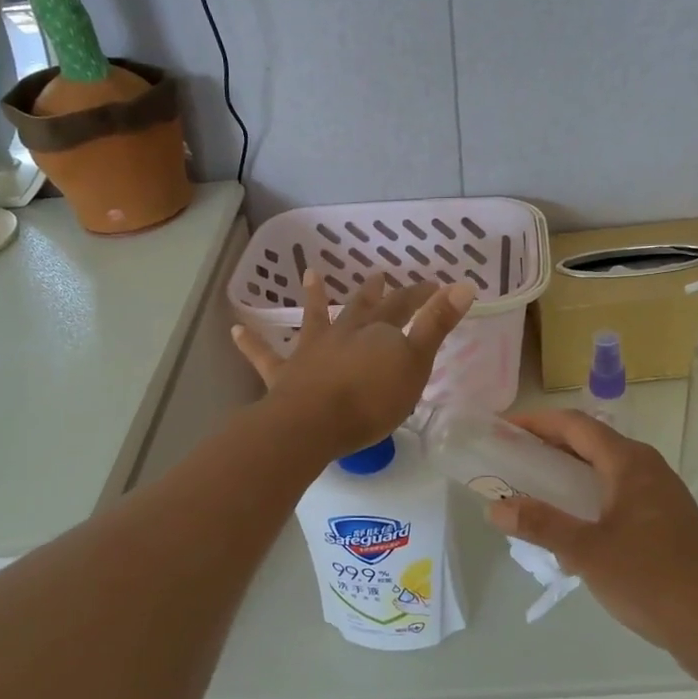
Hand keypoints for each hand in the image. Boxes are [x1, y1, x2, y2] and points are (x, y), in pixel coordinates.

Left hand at [233, 271, 474, 458]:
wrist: (313, 424)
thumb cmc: (371, 400)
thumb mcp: (415, 364)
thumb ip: (436, 326)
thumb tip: (462, 285)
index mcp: (378, 333)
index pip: (404, 306)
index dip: (421, 295)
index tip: (435, 285)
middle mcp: (344, 333)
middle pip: (362, 308)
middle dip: (374, 292)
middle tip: (379, 275)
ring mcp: (311, 351)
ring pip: (314, 319)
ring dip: (315, 297)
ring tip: (312, 274)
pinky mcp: (284, 375)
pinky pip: (265, 355)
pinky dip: (250, 342)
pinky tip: (235, 329)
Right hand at [486, 409, 697, 665]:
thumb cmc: (653, 580)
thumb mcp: (588, 552)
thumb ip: (541, 525)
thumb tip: (495, 508)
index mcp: (630, 462)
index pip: (575, 424)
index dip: (536, 422)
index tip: (502, 430)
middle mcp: (646, 469)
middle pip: (589, 444)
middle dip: (547, 448)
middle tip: (509, 461)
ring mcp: (659, 497)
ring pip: (603, 473)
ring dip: (566, 477)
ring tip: (530, 493)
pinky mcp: (665, 524)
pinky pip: (616, 497)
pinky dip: (587, 501)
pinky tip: (569, 531)